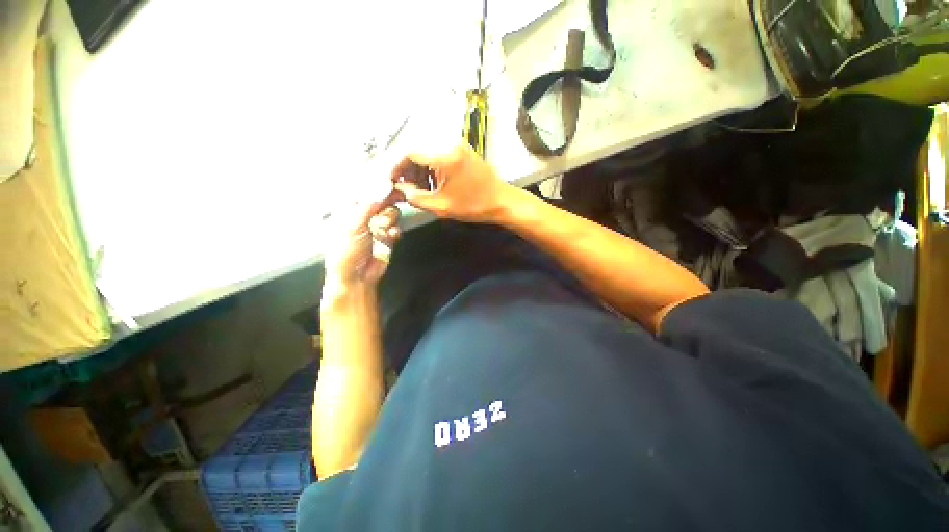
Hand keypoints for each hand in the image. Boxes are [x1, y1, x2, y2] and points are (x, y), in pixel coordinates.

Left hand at [323, 189, 401, 292]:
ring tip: (384, 229)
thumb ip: (370, 204)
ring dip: (390, 218)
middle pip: (381, 196)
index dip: (379, 179)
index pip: (364, 184)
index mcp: (348, 205)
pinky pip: (396, 224)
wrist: (356, 277)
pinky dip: (395, 230)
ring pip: (391, 210)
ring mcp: (375, 222)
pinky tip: (392, 236)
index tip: (393, 178)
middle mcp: (362, 211)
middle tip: (399, 196)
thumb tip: (385, 184)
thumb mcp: (354, 224)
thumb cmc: (346, 250)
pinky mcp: (387, 234)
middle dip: (388, 200)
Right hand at [389, 143, 515, 222]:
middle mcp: (449, 143)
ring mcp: (458, 145)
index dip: (396, 167)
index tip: (391, 181)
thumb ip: (416, 197)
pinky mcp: (463, 150)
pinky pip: (440, 154)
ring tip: (421, 189)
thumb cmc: (473, 206)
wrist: (501, 201)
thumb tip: (401, 189)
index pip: (409, 153)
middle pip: (418, 150)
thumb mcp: (441, 206)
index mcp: (444, 156)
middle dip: (408, 170)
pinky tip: (433, 183)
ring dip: (420, 169)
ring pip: (429, 152)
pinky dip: (432, 167)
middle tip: (406, 187)